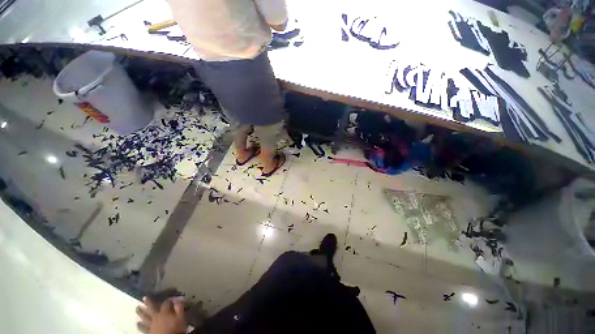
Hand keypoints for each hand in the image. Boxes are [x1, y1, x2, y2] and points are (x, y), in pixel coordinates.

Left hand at [136, 296, 186, 333]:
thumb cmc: (176, 328)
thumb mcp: (181, 317)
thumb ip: (179, 308)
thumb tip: (177, 300)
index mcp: (164, 312)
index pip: (166, 303)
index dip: (168, 300)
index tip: (171, 298)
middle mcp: (156, 317)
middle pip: (151, 308)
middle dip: (148, 303)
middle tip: (143, 298)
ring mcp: (151, 325)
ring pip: (144, 317)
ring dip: (141, 313)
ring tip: (137, 308)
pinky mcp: (148, 332)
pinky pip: (143, 328)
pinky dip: (140, 325)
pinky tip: (137, 323)